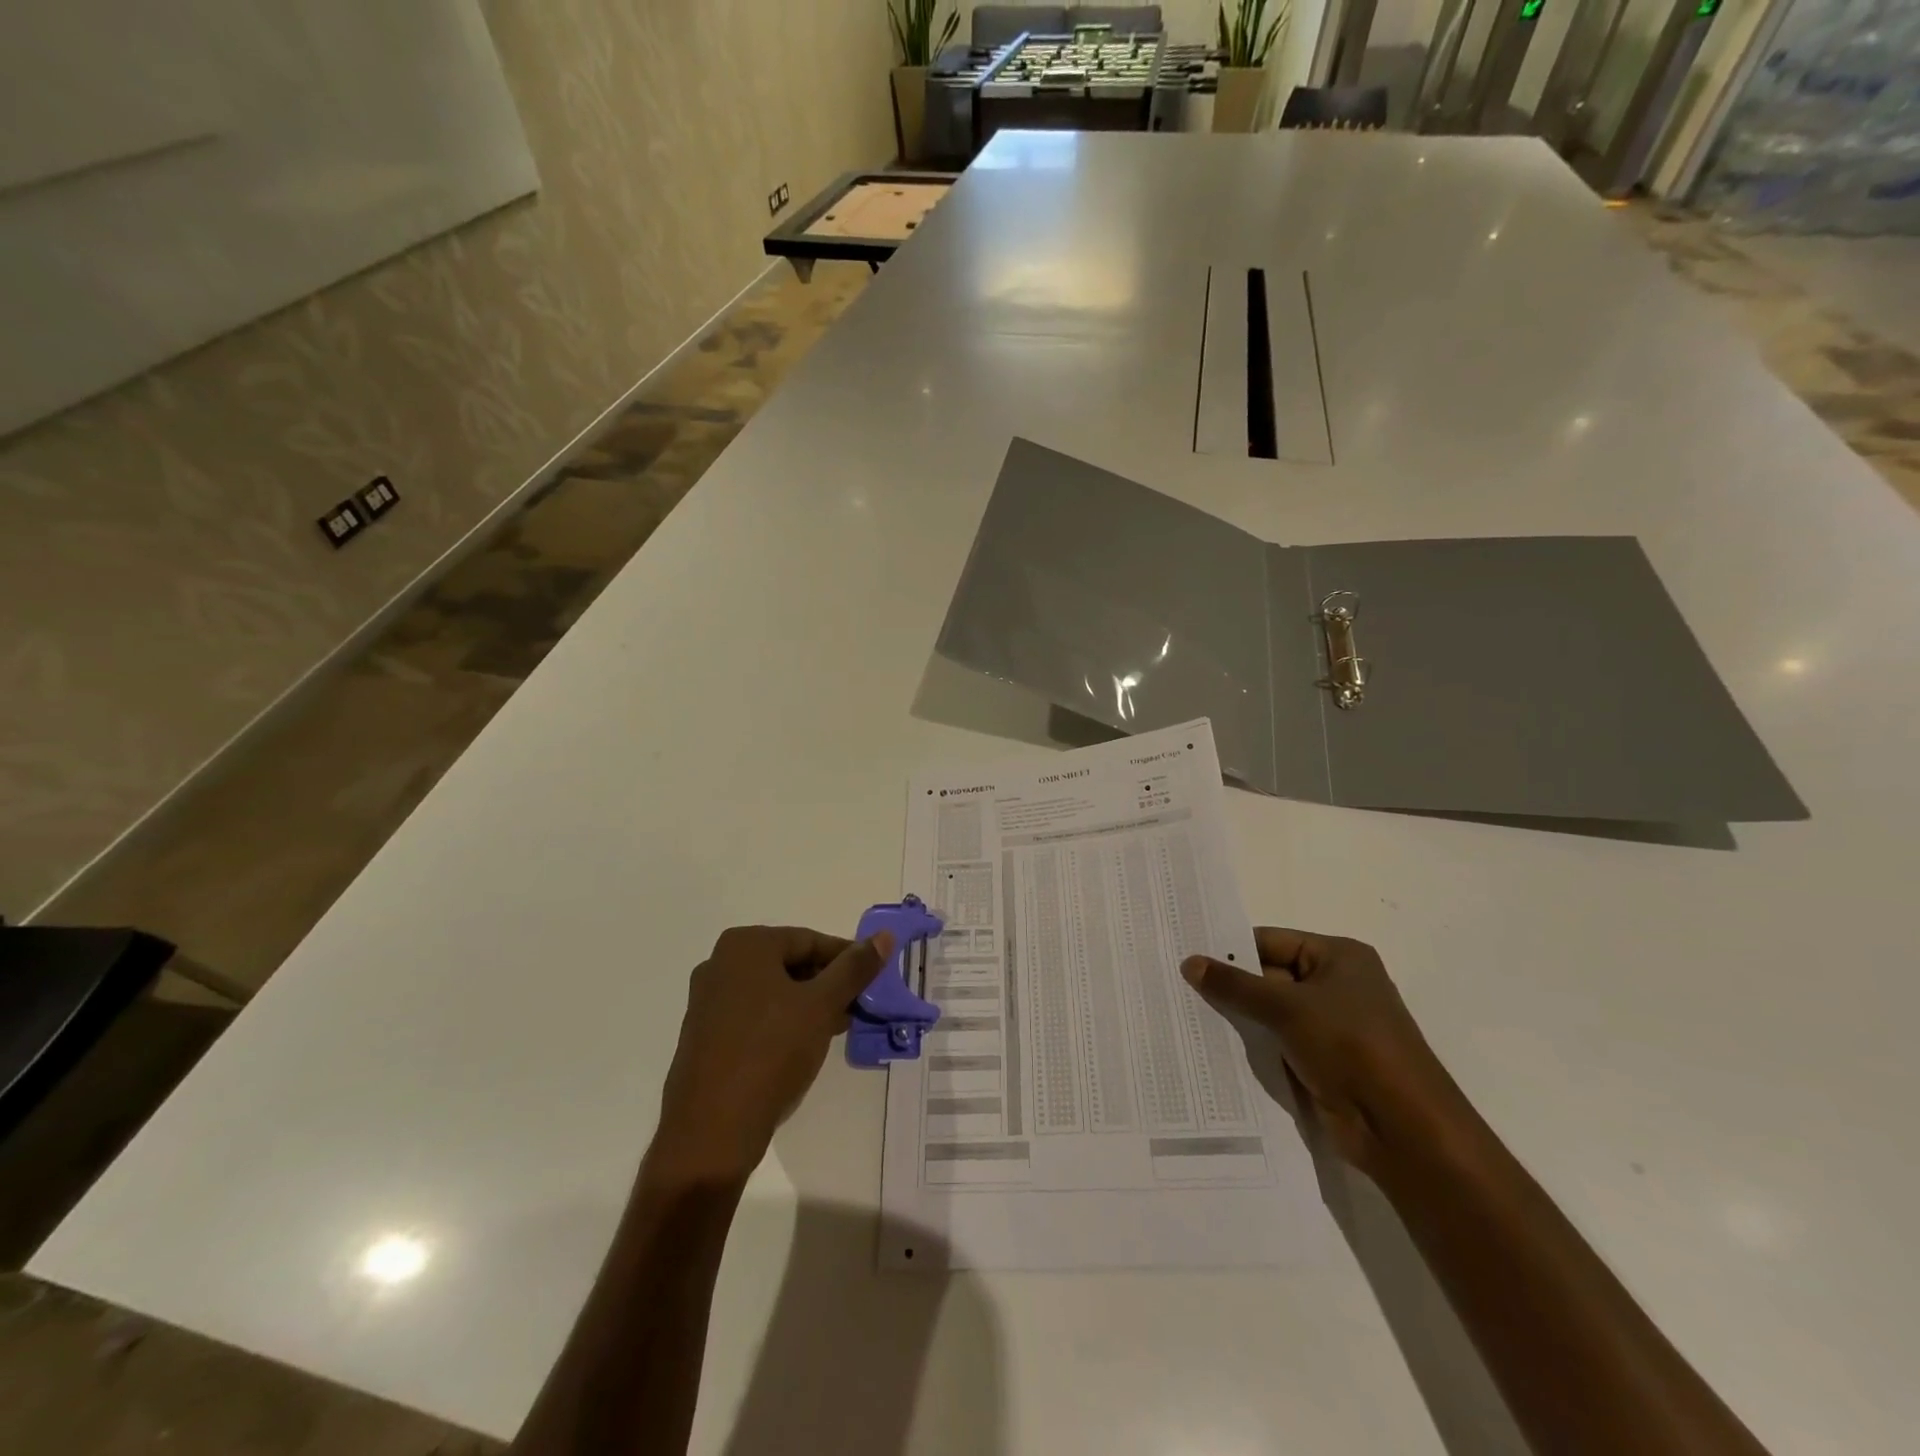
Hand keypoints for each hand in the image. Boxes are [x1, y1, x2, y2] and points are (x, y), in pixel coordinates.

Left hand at [650, 925, 894, 1184]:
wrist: (711, 1131)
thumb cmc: (771, 1053)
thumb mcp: (822, 1006)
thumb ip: (854, 968)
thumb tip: (884, 936)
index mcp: (745, 945)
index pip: (810, 940)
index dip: (847, 959)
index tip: (874, 980)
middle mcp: (720, 963)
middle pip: (790, 963)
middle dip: (828, 983)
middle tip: (859, 1005)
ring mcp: (708, 1001)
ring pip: (774, 991)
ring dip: (809, 1004)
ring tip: (839, 1027)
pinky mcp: (705, 1035)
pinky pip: (755, 1015)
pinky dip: (784, 1022)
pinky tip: (806, 1045)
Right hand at [1181, 928, 1463, 1173]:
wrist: (1404, 1130)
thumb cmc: (1351, 1047)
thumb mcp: (1286, 1007)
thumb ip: (1235, 985)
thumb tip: (1189, 962)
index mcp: (1339, 957)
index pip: (1270, 941)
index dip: (1229, 948)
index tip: (1184, 953)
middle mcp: (1336, 985)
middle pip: (1269, 975)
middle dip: (1229, 983)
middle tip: (1174, 983)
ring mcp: (1330, 1026)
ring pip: (1270, 1012)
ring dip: (1237, 1016)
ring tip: (1183, 1012)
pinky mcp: (1322, 1062)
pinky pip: (1277, 1042)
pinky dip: (1251, 1044)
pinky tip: (1211, 1045)